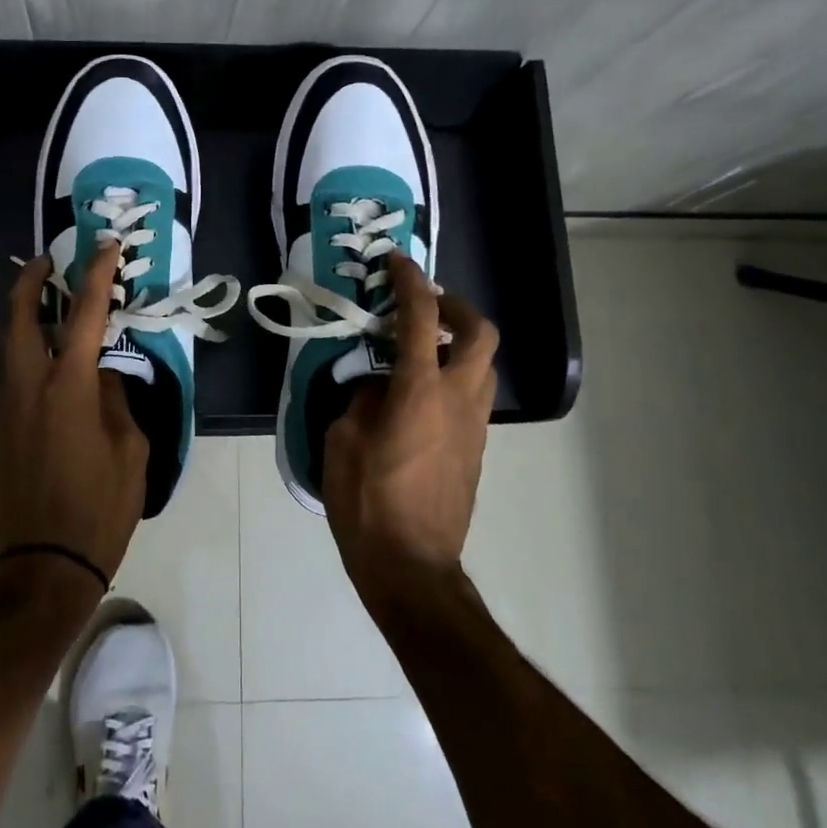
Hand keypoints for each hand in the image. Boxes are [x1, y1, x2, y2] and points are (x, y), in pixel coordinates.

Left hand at [0, 242, 147, 583]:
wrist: (46, 564)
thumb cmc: (101, 508)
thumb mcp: (130, 450)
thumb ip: (115, 401)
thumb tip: (102, 375)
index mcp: (68, 388)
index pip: (83, 316)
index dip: (96, 276)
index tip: (105, 247)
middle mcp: (29, 388)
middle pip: (19, 318)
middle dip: (30, 282)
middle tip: (47, 262)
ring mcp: (7, 410)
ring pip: (10, 348)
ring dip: (26, 319)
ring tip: (51, 307)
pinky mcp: (1, 432)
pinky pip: (14, 379)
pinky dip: (29, 356)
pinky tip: (53, 367)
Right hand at [321, 253, 498, 601]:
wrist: (412, 565)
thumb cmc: (367, 502)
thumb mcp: (343, 441)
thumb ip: (362, 400)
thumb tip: (376, 386)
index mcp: (420, 392)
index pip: (420, 319)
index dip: (410, 283)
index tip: (398, 262)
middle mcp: (458, 399)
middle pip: (480, 333)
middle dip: (456, 306)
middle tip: (425, 305)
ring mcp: (474, 425)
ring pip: (483, 364)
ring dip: (458, 342)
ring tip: (421, 347)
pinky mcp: (475, 448)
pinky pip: (473, 394)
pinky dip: (454, 375)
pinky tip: (420, 392)